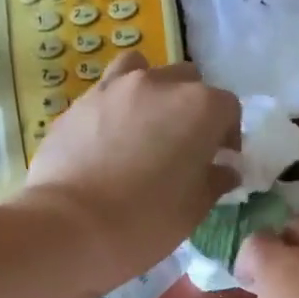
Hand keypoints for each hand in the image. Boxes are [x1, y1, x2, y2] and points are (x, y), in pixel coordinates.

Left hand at [20, 51, 239, 290]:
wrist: (70, 226)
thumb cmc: (145, 222)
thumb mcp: (193, 210)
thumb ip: (214, 181)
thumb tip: (225, 169)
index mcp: (199, 108)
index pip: (228, 108)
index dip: (228, 134)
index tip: (220, 160)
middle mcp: (159, 84)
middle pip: (187, 82)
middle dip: (192, 109)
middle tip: (183, 146)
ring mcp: (114, 88)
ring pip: (142, 71)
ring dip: (151, 92)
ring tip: (144, 127)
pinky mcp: (79, 102)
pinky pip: (106, 92)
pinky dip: (115, 107)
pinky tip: (108, 139)